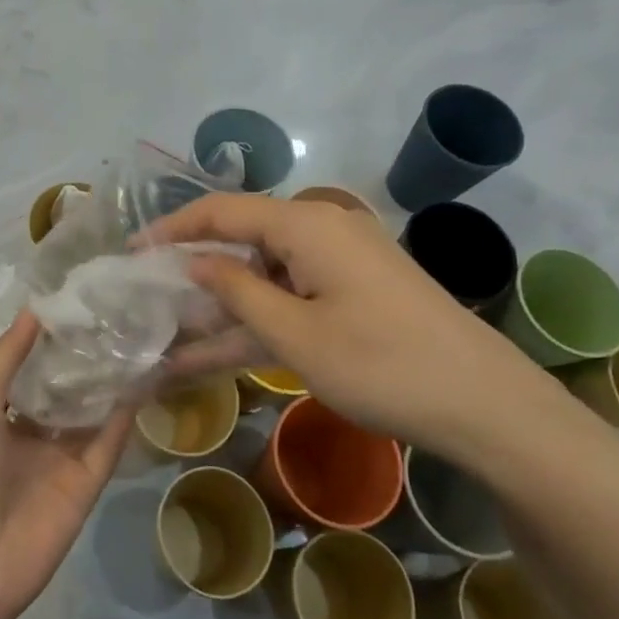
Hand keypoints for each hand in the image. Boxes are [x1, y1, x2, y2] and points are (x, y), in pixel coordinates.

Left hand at [0, 312, 132, 618]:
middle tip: (118, 315)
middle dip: (86, 360)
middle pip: (66, 391)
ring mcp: (59, 462)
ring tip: (137, 338)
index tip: (80, 304)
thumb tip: (35, 308)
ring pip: (92, 415)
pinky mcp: (85, 487)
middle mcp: (30, 435)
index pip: (31, 371)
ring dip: (110, 383)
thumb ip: (5, 358)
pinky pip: (108, 446)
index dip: (52, 342)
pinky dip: (124, 418)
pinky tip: (142, 381)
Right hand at [149, 194, 548, 457]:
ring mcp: (342, 263)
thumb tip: (193, 262)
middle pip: (242, 240)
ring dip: (224, 306)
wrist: (488, 407)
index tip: (131, 252)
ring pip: (265, 275)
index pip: (222, 211)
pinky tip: (219, 350)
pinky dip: (259, 319)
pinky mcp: (355, 293)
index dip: (172, 228)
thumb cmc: (382, 366)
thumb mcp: (294, 336)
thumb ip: (236, 291)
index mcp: (306, 225)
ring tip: (173, 336)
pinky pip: (292, 296)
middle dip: (195, 271)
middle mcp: (322, 230)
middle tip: (149, 299)